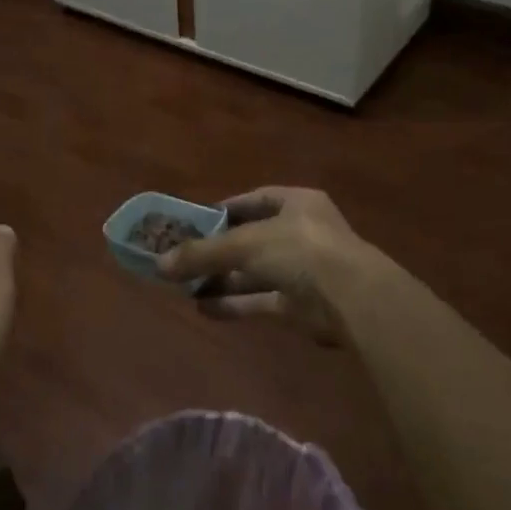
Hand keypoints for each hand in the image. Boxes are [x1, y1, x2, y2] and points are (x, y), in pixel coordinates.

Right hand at [157, 187, 373, 343]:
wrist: (351, 298)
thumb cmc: (299, 250)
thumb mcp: (245, 244)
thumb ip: (203, 254)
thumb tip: (159, 264)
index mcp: (295, 203)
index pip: (253, 201)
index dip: (222, 211)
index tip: (191, 224)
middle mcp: (300, 232)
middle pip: (250, 239)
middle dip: (217, 251)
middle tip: (181, 259)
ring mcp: (301, 269)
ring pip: (253, 271)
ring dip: (222, 279)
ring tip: (183, 286)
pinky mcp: (299, 304)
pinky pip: (260, 299)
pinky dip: (235, 303)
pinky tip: (204, 308)